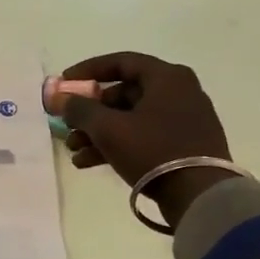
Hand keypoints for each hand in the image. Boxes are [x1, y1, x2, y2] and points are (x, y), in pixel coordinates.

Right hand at [58, 52, 232, 228]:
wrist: (200, 196)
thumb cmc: (153, 151)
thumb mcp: (108, 128)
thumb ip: (79, 109)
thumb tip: (59, 97)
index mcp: (167, 77)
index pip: (121, 62)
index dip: (87, 71)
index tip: (64, 84)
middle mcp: (179, 92)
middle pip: (123, 94)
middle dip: (90, 112)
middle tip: (68, 125)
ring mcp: (183, 120)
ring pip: (131, 119)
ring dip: (99, 132)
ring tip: (73, 150)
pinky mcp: (184, 146)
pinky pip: (143, 137)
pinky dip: (117, 145)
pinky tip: (88, 162)